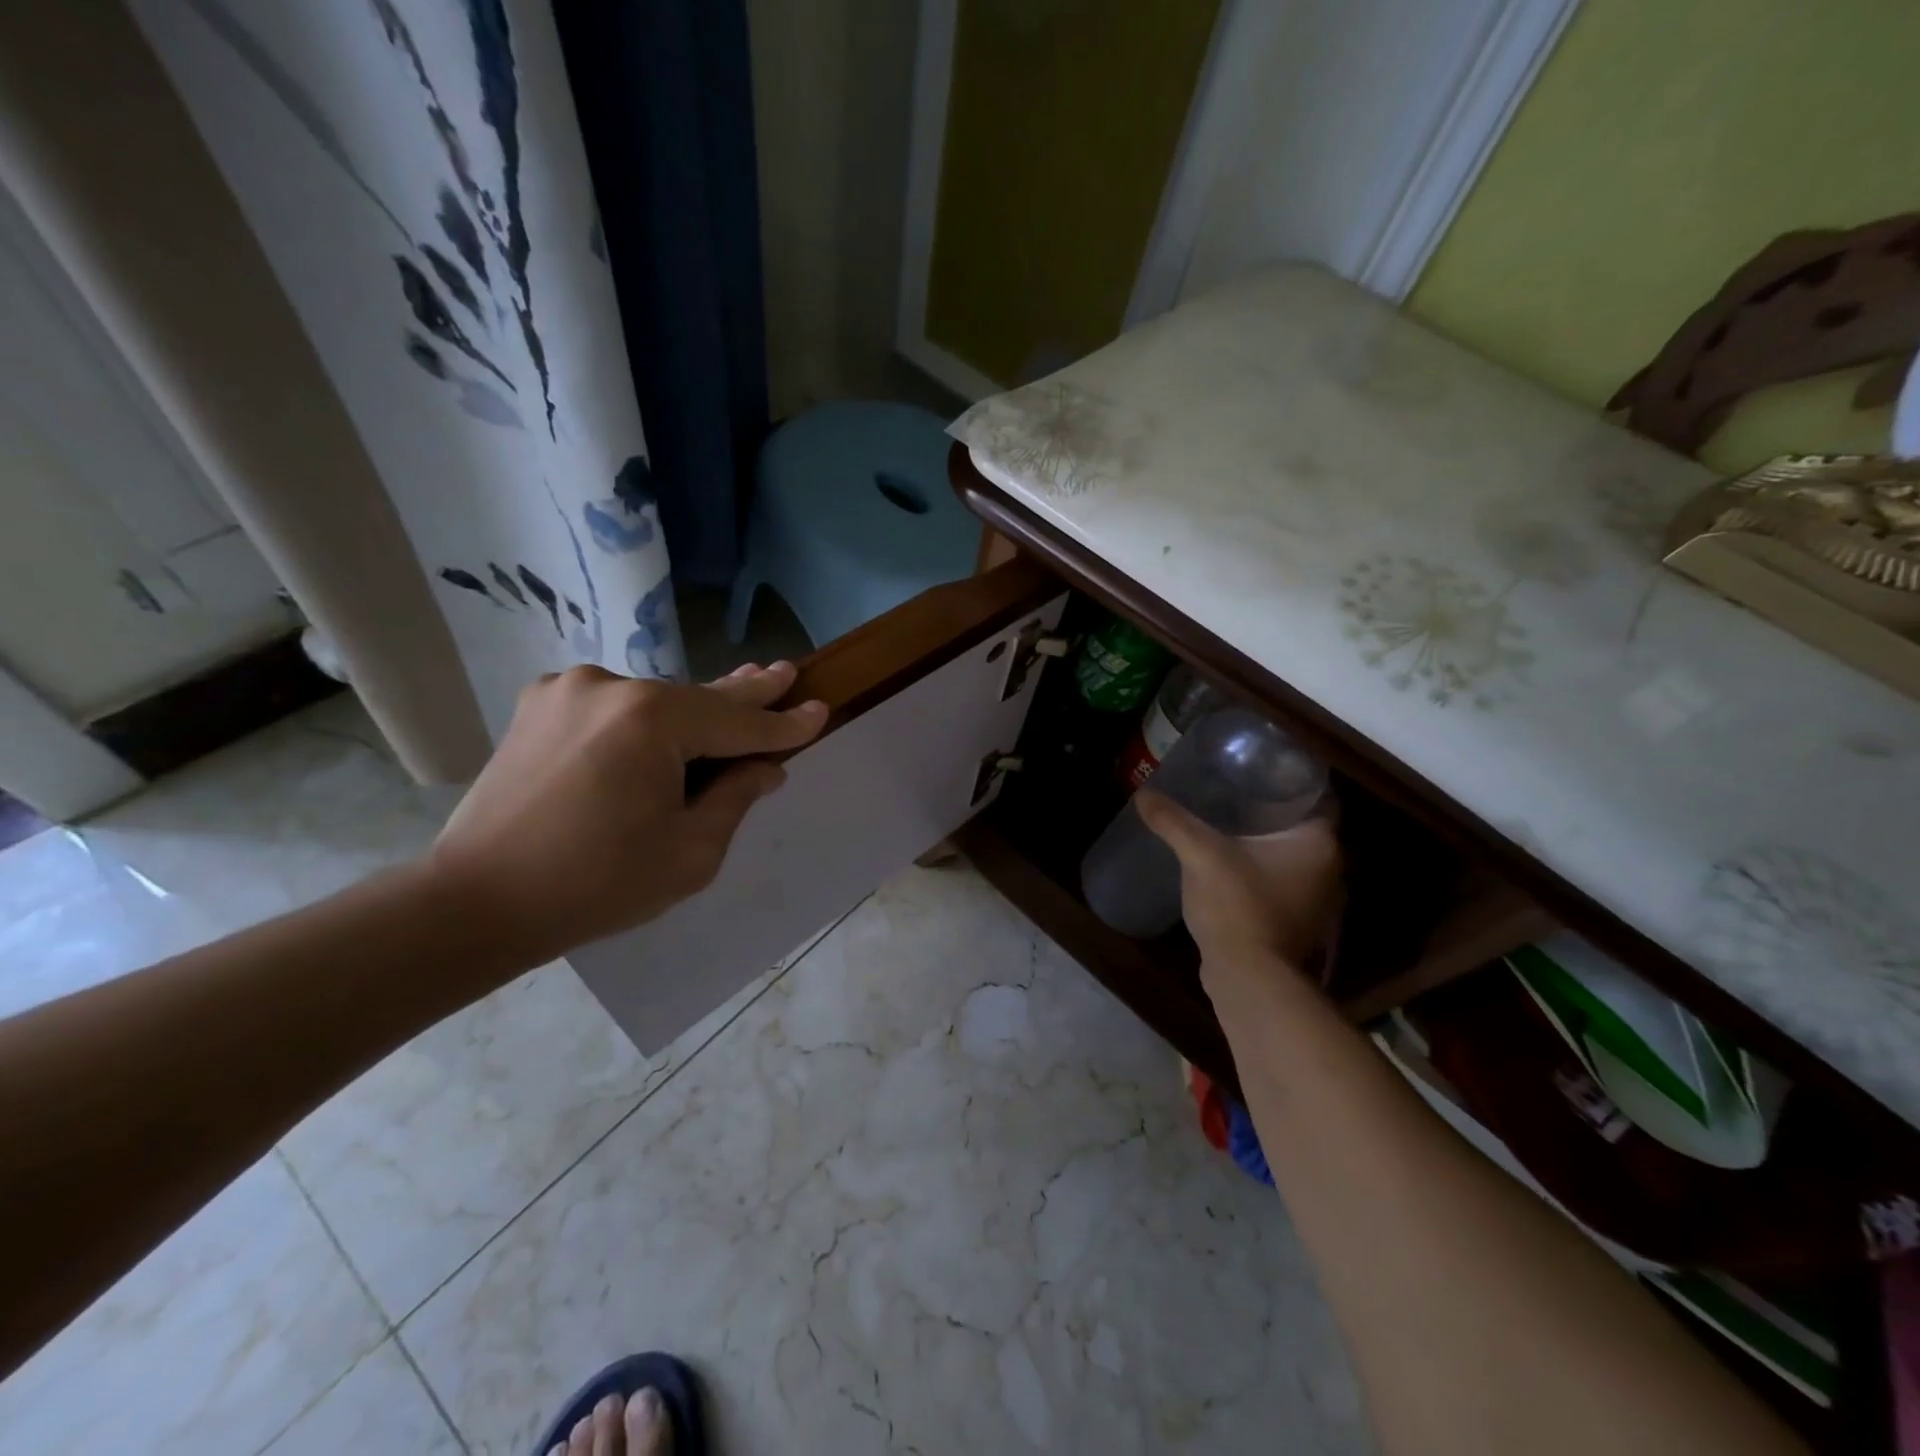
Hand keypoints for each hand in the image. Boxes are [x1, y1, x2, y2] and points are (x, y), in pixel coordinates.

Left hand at [427, 662, 826, 962]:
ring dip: (694, 711)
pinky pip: (615, 707)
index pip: (739, 722)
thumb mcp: (689, 853)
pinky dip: (646, 719)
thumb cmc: (596, 885)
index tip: (820, 708)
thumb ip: (734, 798)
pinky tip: (663, 730)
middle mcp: (612, 687)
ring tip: (737, 695)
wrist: (475, 902)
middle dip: (748, 691)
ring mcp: (569, 690)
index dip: (784, 724)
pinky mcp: (540, 705)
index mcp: (652, 720)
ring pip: (656, 701)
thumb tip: (764, 767)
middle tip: (785, 671)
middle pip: (700, 696)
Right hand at [1136, 791, 1342, 975]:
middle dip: (1272, 807)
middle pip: (1303, 824)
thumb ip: (1174, 821)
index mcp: (1320, 843)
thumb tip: (1143, 793)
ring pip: (1293, 854)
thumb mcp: (1201, 855)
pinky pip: (1283, 880)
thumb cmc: (1238, 906)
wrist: (1248, 978)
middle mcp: (1331, 869)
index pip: (1314, 794)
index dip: (1288, 776)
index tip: (1256, 766)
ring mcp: (1317, 900)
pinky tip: (1231, 861)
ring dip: (1268, 840)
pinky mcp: (1298, 922)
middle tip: (1236, 787)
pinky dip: (1263, 868)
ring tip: (1229, 820)